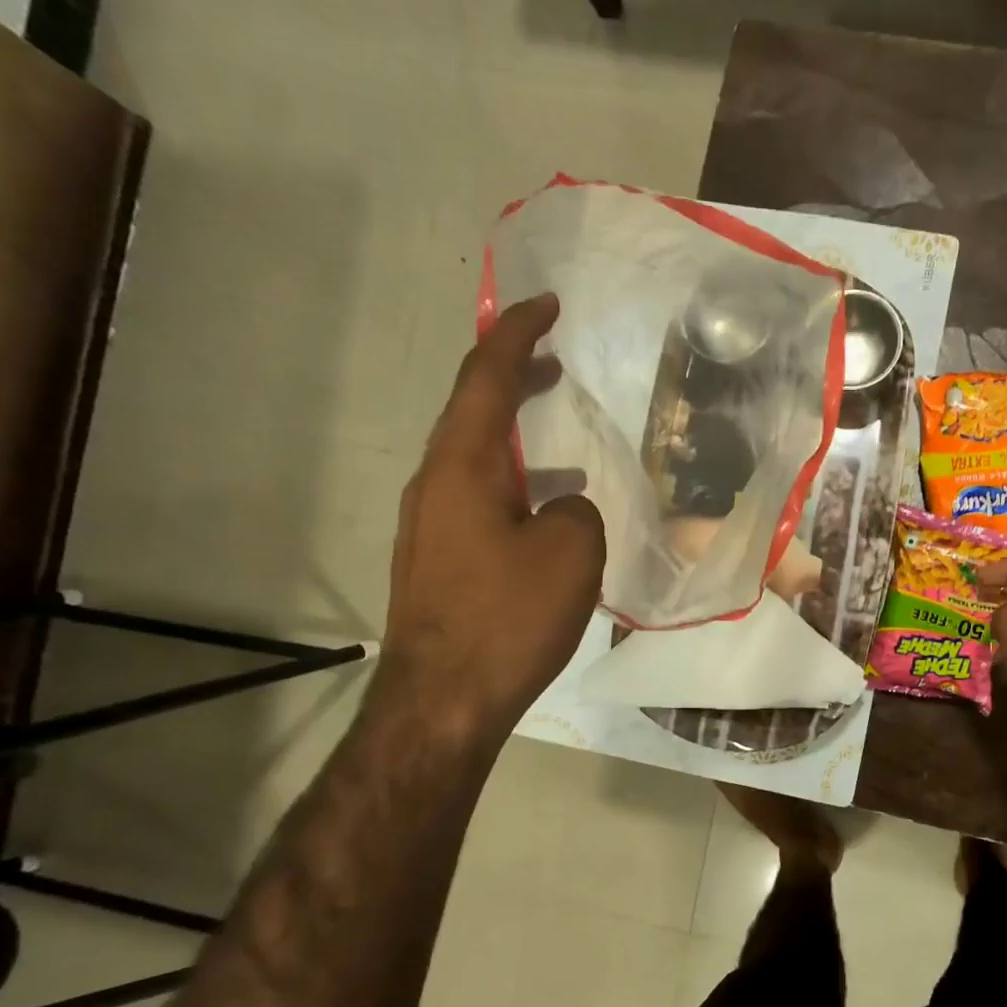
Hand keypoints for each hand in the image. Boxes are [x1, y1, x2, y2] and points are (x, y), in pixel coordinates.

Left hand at [381, 293, 604, 736]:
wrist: (444, 701)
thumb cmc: (508, 618)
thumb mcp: (571, 553)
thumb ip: (577, 510)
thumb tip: (562, 508)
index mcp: (463, 465)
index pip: (486, 376)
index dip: (517, 333)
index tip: (547, 305)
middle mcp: (435, 484)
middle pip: (472, 411)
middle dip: (512, 377)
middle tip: (552, 359)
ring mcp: (429, 525)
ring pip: (475, 459)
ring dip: (515, 437)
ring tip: (559, 439)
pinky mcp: (436, 561)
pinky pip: (477, 500)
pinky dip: (512, 485)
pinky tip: (545, 513)